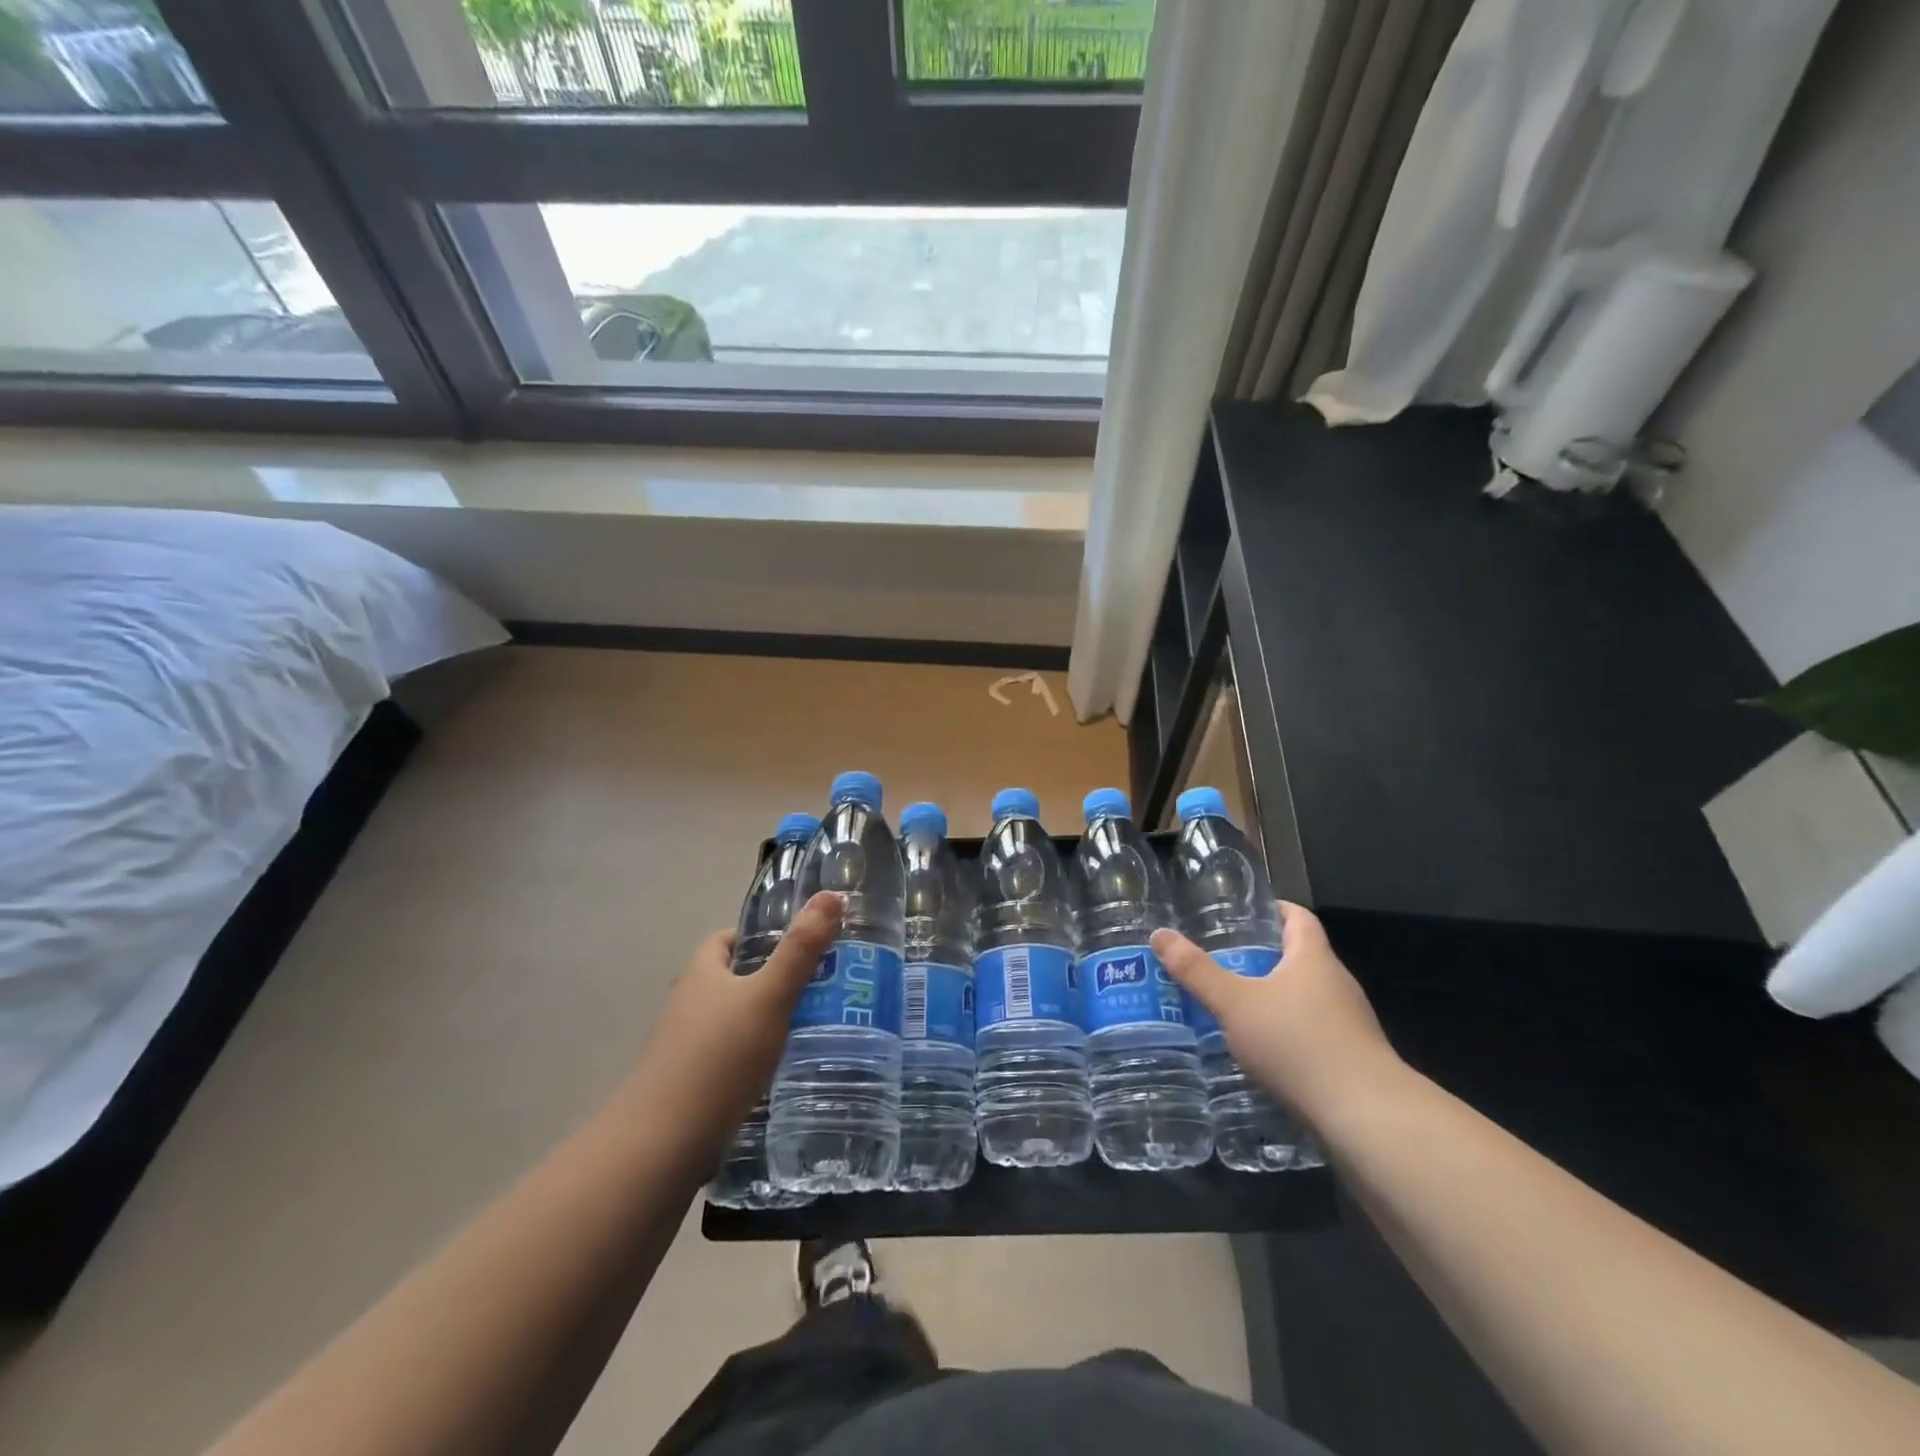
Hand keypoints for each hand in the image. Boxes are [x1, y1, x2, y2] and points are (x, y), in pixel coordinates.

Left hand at [630, 891, 843, 1177]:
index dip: (758, 938)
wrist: (662, 1144)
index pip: (725, 940)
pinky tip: (778, 1074)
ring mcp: (683, 1050)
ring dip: (762, 1023)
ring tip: (807, 1031)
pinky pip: (726, 1060)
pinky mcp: (687, 1088)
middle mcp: (687, 1005)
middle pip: (730, 981)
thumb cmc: (719, 1058)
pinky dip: (751, 1060)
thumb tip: (832, 894)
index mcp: (701, 974)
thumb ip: (801, 949)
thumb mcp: (770, 997)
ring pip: (730, 1023)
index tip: (798, 948)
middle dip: (768, 982)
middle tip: (815, 989)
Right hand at [1152, 901, 1400, 1126]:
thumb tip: (1160, 934)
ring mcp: (1350, 1024)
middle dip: (1263, 957)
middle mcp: (1337, 984)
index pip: (1298, 918)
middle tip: (1221, 959)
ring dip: (1274, 998)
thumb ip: (1197, 971)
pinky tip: (1261, 1051)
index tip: (1244, 913)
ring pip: (1306, 998)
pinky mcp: (1352, 1060)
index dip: (1274, 910)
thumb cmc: (1298, 1044)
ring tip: (1232, 1006)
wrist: (1366, 1118)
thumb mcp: (1235, 1005)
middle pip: (1300, 958)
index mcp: (1313, 959)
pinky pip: (1314, 1032)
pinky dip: (1287, 1032)